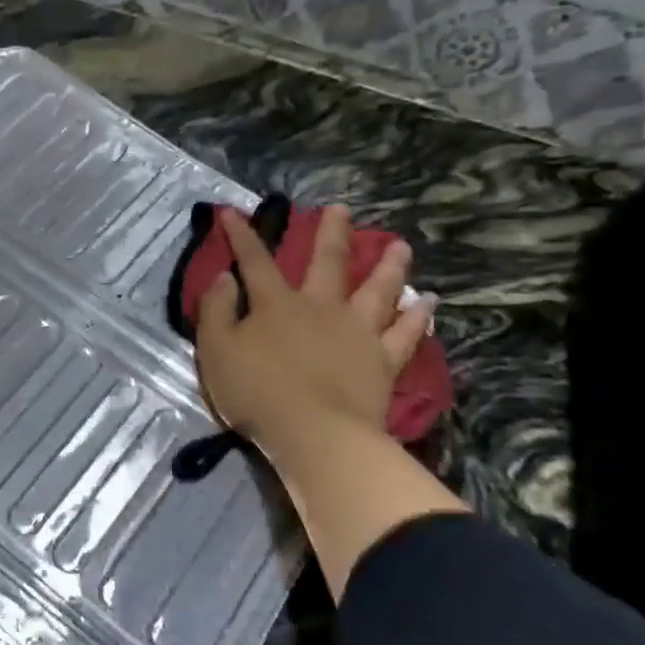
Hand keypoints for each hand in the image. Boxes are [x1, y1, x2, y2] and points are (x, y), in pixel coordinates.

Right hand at [196, 206, 459, 596]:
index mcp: (275, 304)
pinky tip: (428, 303)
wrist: (315, 434)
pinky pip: (405, 334)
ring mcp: (356, 332)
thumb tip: (226, 277)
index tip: (233, 211)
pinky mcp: (382, 361)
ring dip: (388, 266)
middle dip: (331, 234)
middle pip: (327, 263)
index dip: (242, 235)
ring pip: (376, 290)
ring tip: (401, 246)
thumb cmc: (256, 392)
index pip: (254, 260)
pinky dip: (418, 317)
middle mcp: (319, 307)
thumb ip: (217, 310)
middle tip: (340, 209)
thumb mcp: (216, 350)